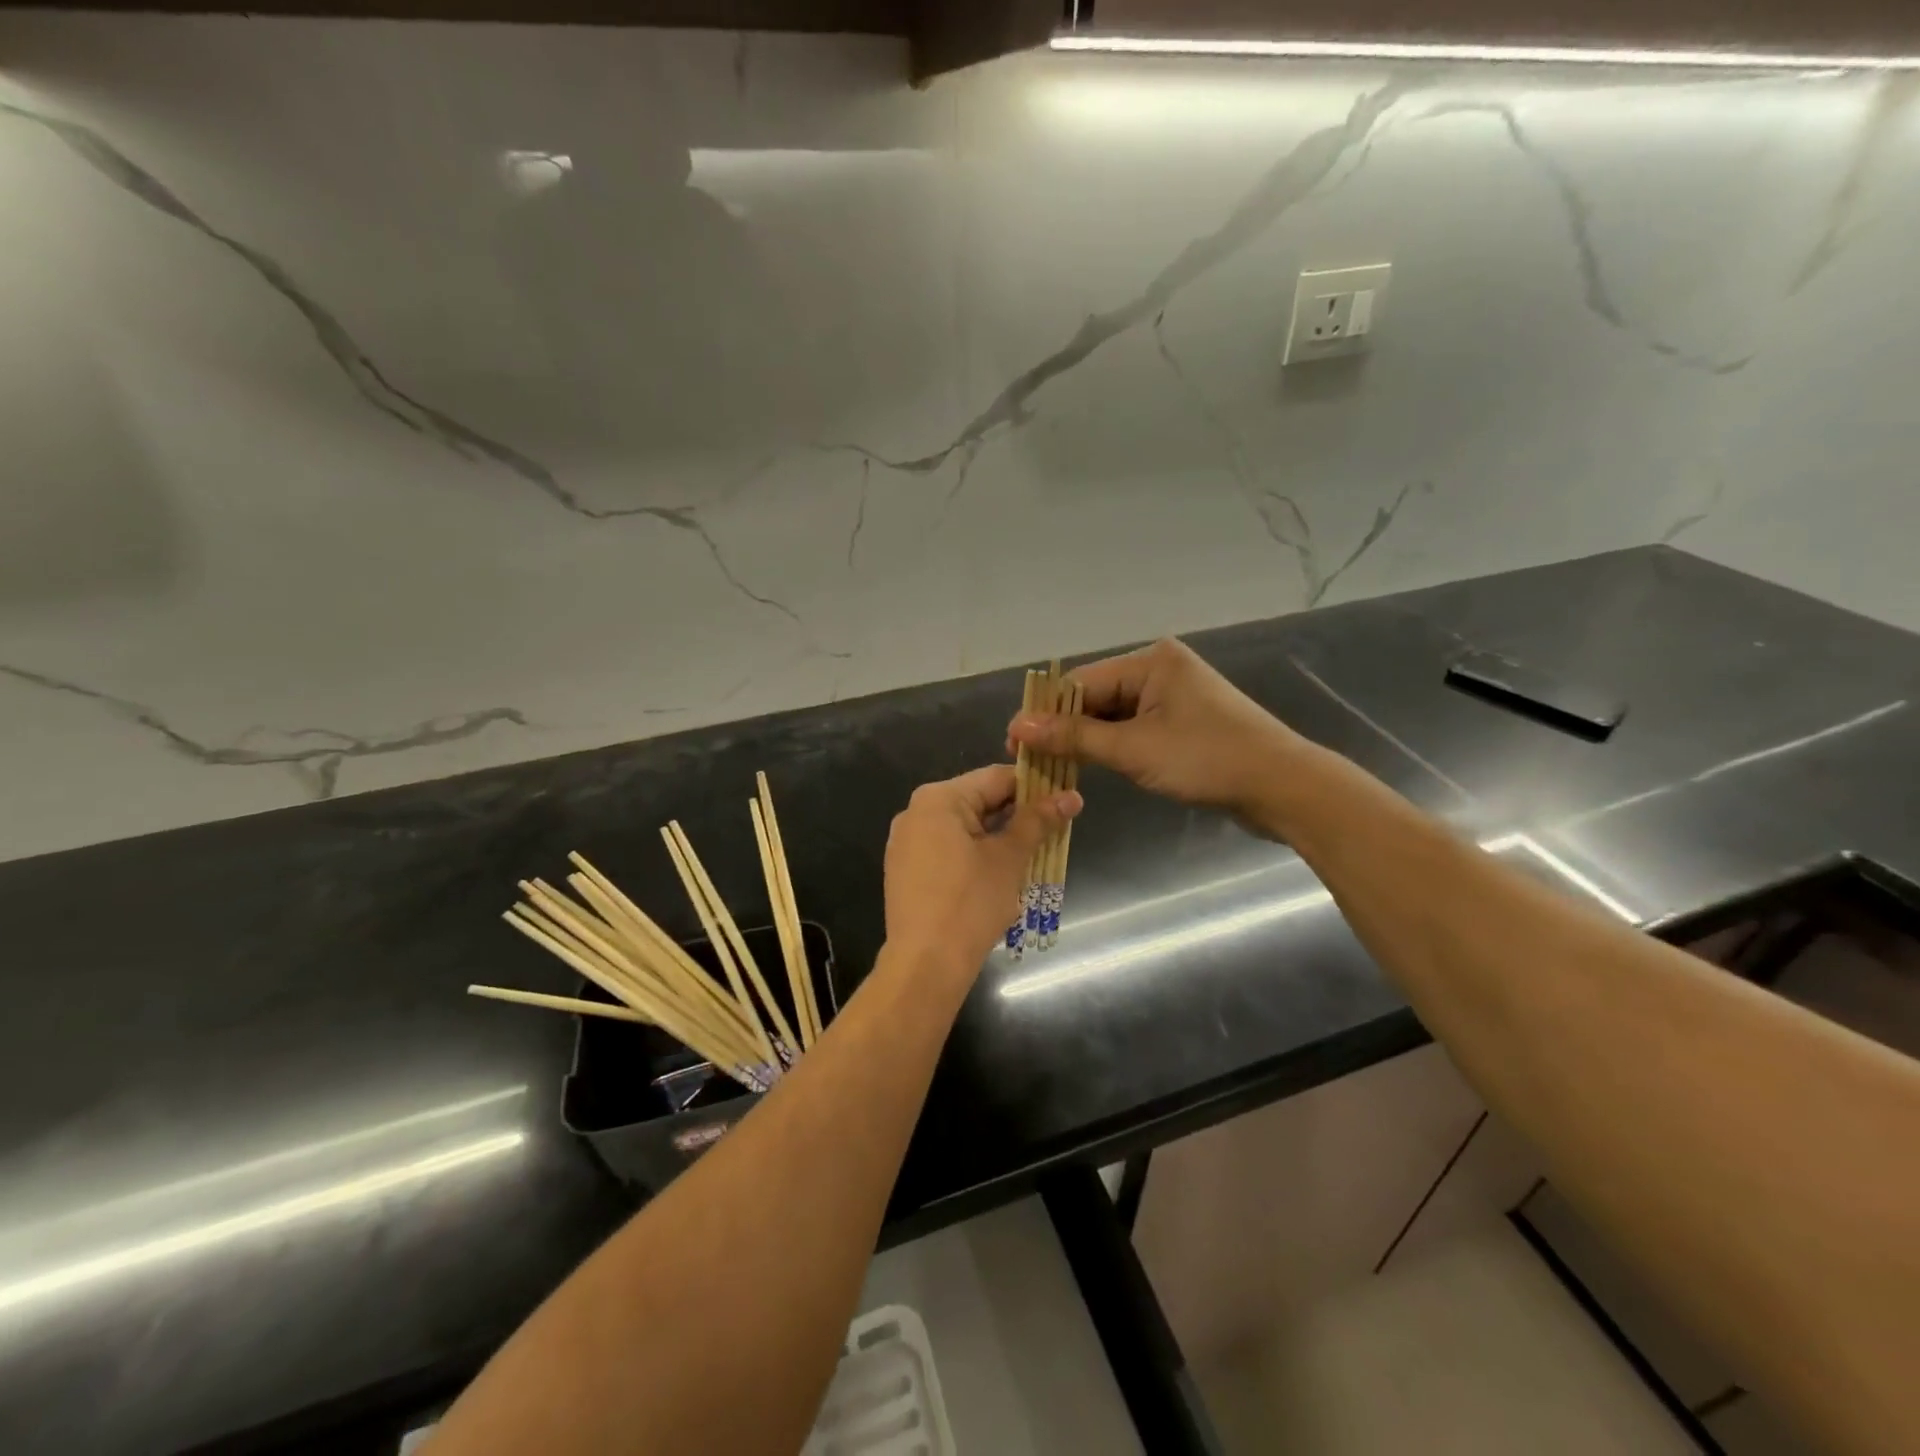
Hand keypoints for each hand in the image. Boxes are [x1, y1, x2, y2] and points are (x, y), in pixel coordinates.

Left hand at [883, 765, 1080, 973]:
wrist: (925, 963)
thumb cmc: (970, 903)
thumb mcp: (1009, 858)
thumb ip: (1038, 821)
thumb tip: (1072, 796)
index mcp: (938, 798)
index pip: (996, 777)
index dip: (1035, 787)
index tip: (1064, 800)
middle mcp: (916, 812)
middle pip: (978, 800)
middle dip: (1017, 815)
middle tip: (1054, 830)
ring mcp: (906, 842)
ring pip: (964, 827)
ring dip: (998, 836)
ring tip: (1032, 852)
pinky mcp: (906, 869)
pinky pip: (947, 848)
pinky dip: (974, 853)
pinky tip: (999, 873)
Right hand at [1008, 639, 1304, 817]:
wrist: (1281, 786)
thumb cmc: (1207, 760)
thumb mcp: (1134, 749)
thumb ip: (1075, 737)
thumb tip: (1020, 727)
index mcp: (1151, 661)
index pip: (1081, 683)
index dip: (1045, 714)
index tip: (1013, 741)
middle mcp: (1160, 669)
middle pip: (1096, 696)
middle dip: (1064, 728)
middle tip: (1029, 759)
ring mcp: (1174, 695)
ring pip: (1113, 714)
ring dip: (1086, 739)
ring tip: (1052, 765)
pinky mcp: (1183, 721)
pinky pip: (1134, 727)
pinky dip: (1112, 745)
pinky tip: (1090, 764)